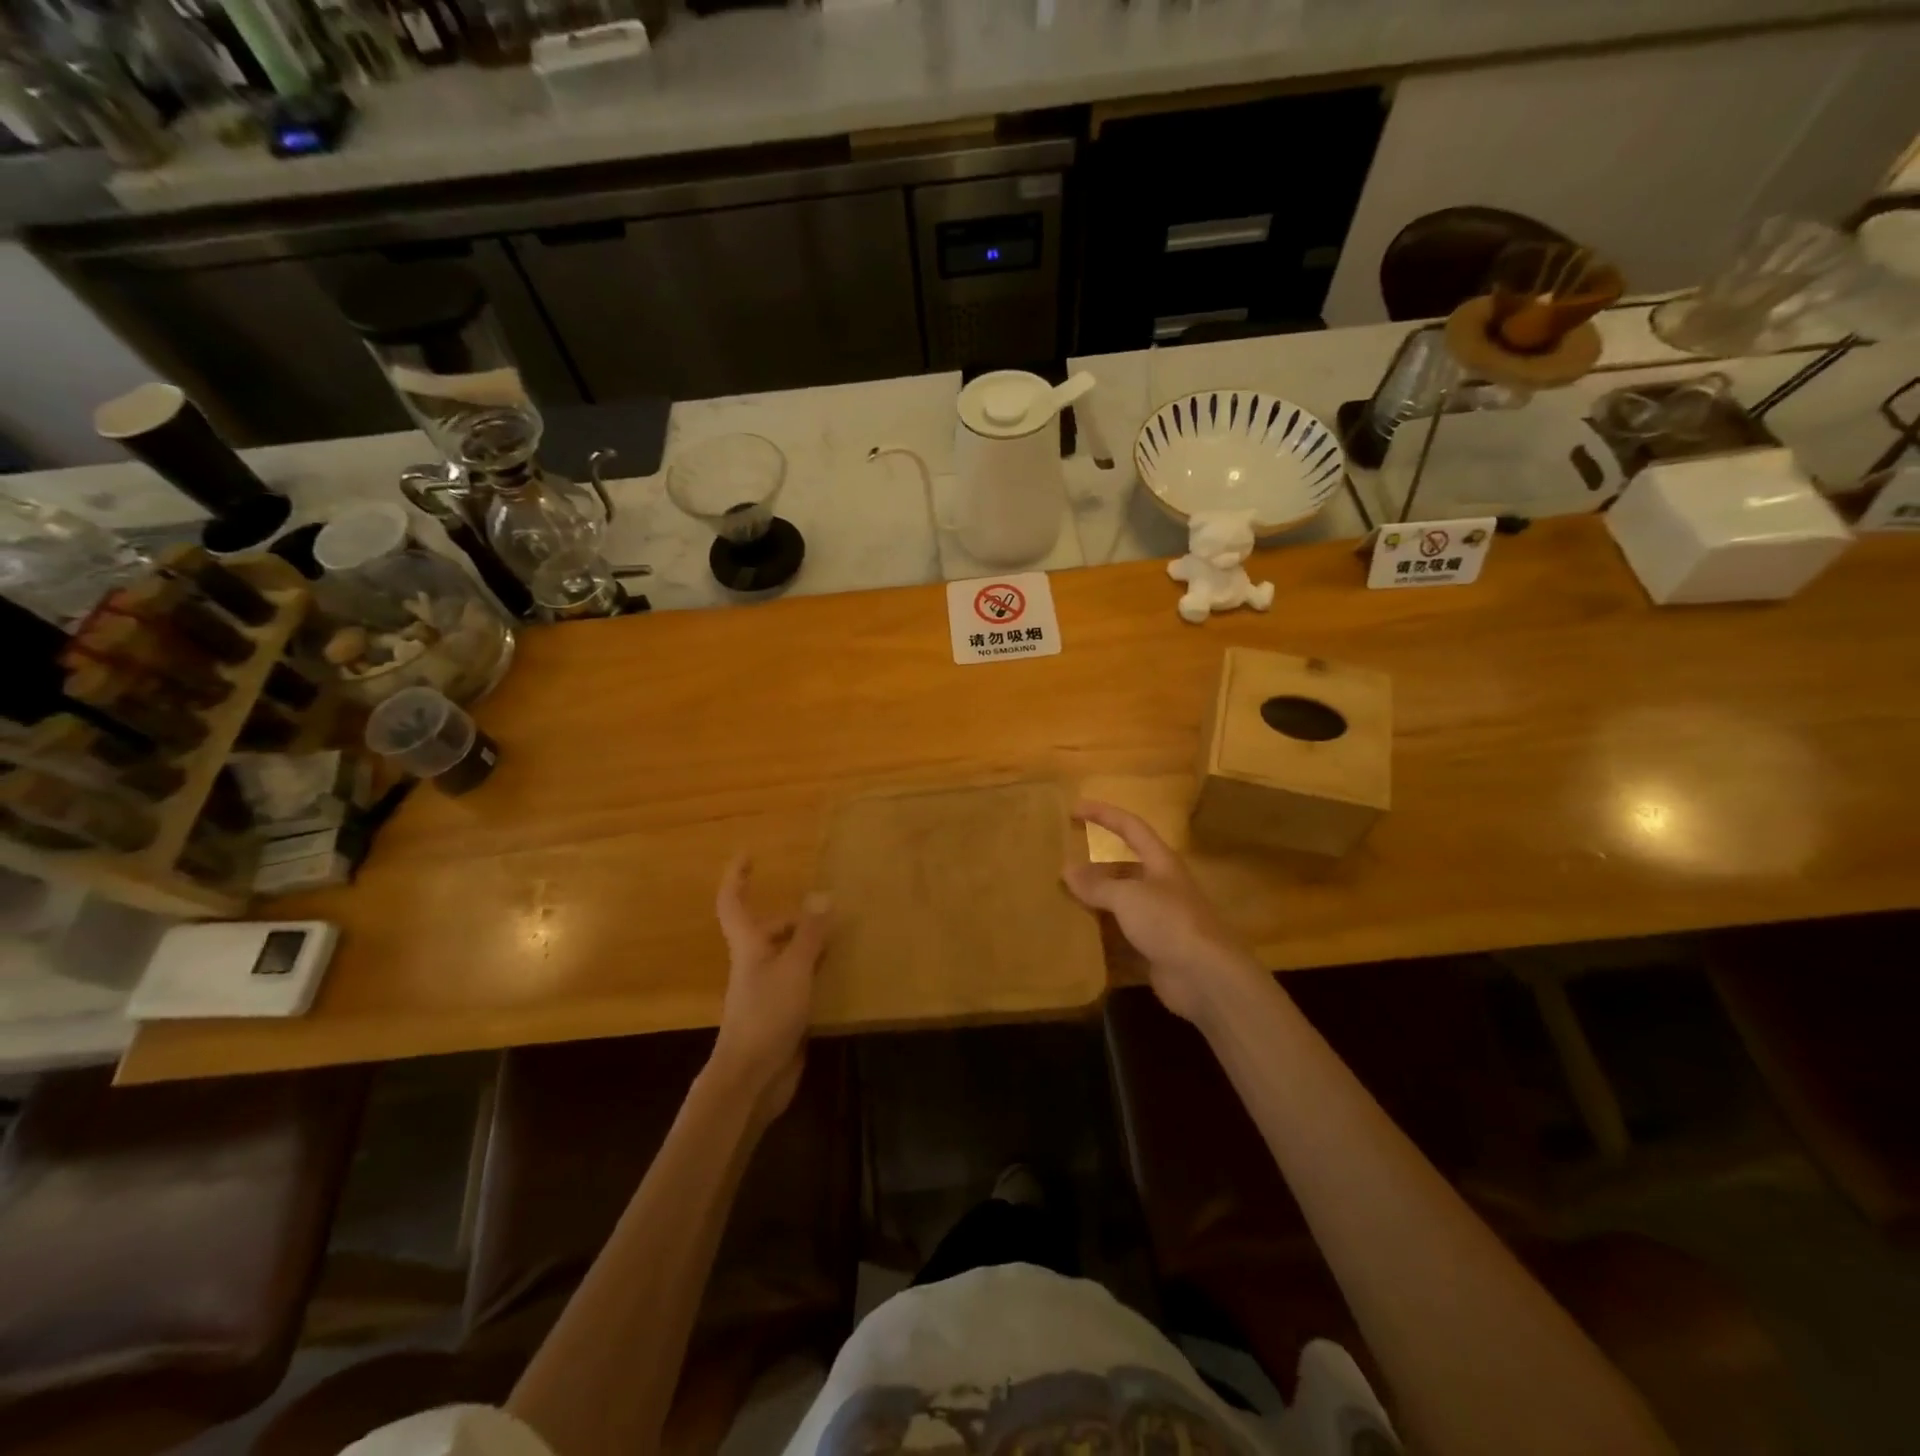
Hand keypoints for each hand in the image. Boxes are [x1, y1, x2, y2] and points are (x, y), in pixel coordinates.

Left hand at [710, 854, 831, 1122]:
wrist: (750, 1079)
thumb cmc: (767, 1015)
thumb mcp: (794, 968)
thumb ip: (810, 934)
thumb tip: (822, 895)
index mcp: (749, 947)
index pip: (734, 904)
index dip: (737, 877)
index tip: (748, 854)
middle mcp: (754, 964)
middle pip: (768, 930)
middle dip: (793, 918)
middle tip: (826, 914)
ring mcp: (765, 991)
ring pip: (786, 956)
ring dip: (808, 945)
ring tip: (840, 939)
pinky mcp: (780, 1014)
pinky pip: (798, 981)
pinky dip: (815, 972)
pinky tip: (838, 977)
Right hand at [1062, 800, 1262, 1025]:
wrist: (1207, 978)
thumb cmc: (1169, 922)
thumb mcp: (1128, 897)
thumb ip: (1097, 884)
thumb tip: (1067, 870)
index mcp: (1161, 862)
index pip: (1130, 827)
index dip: (1103, 814)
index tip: (1073, 809)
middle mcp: (1162, 886)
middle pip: (1124, 866)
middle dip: (1095, 863)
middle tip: (1062, 862)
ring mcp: (1160, 919)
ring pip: (1121, 901)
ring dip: (1095, 899)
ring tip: (1062, 897)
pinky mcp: (1155, 947)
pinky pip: (1121, 933)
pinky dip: (1101, 932)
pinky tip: (1078, 934)